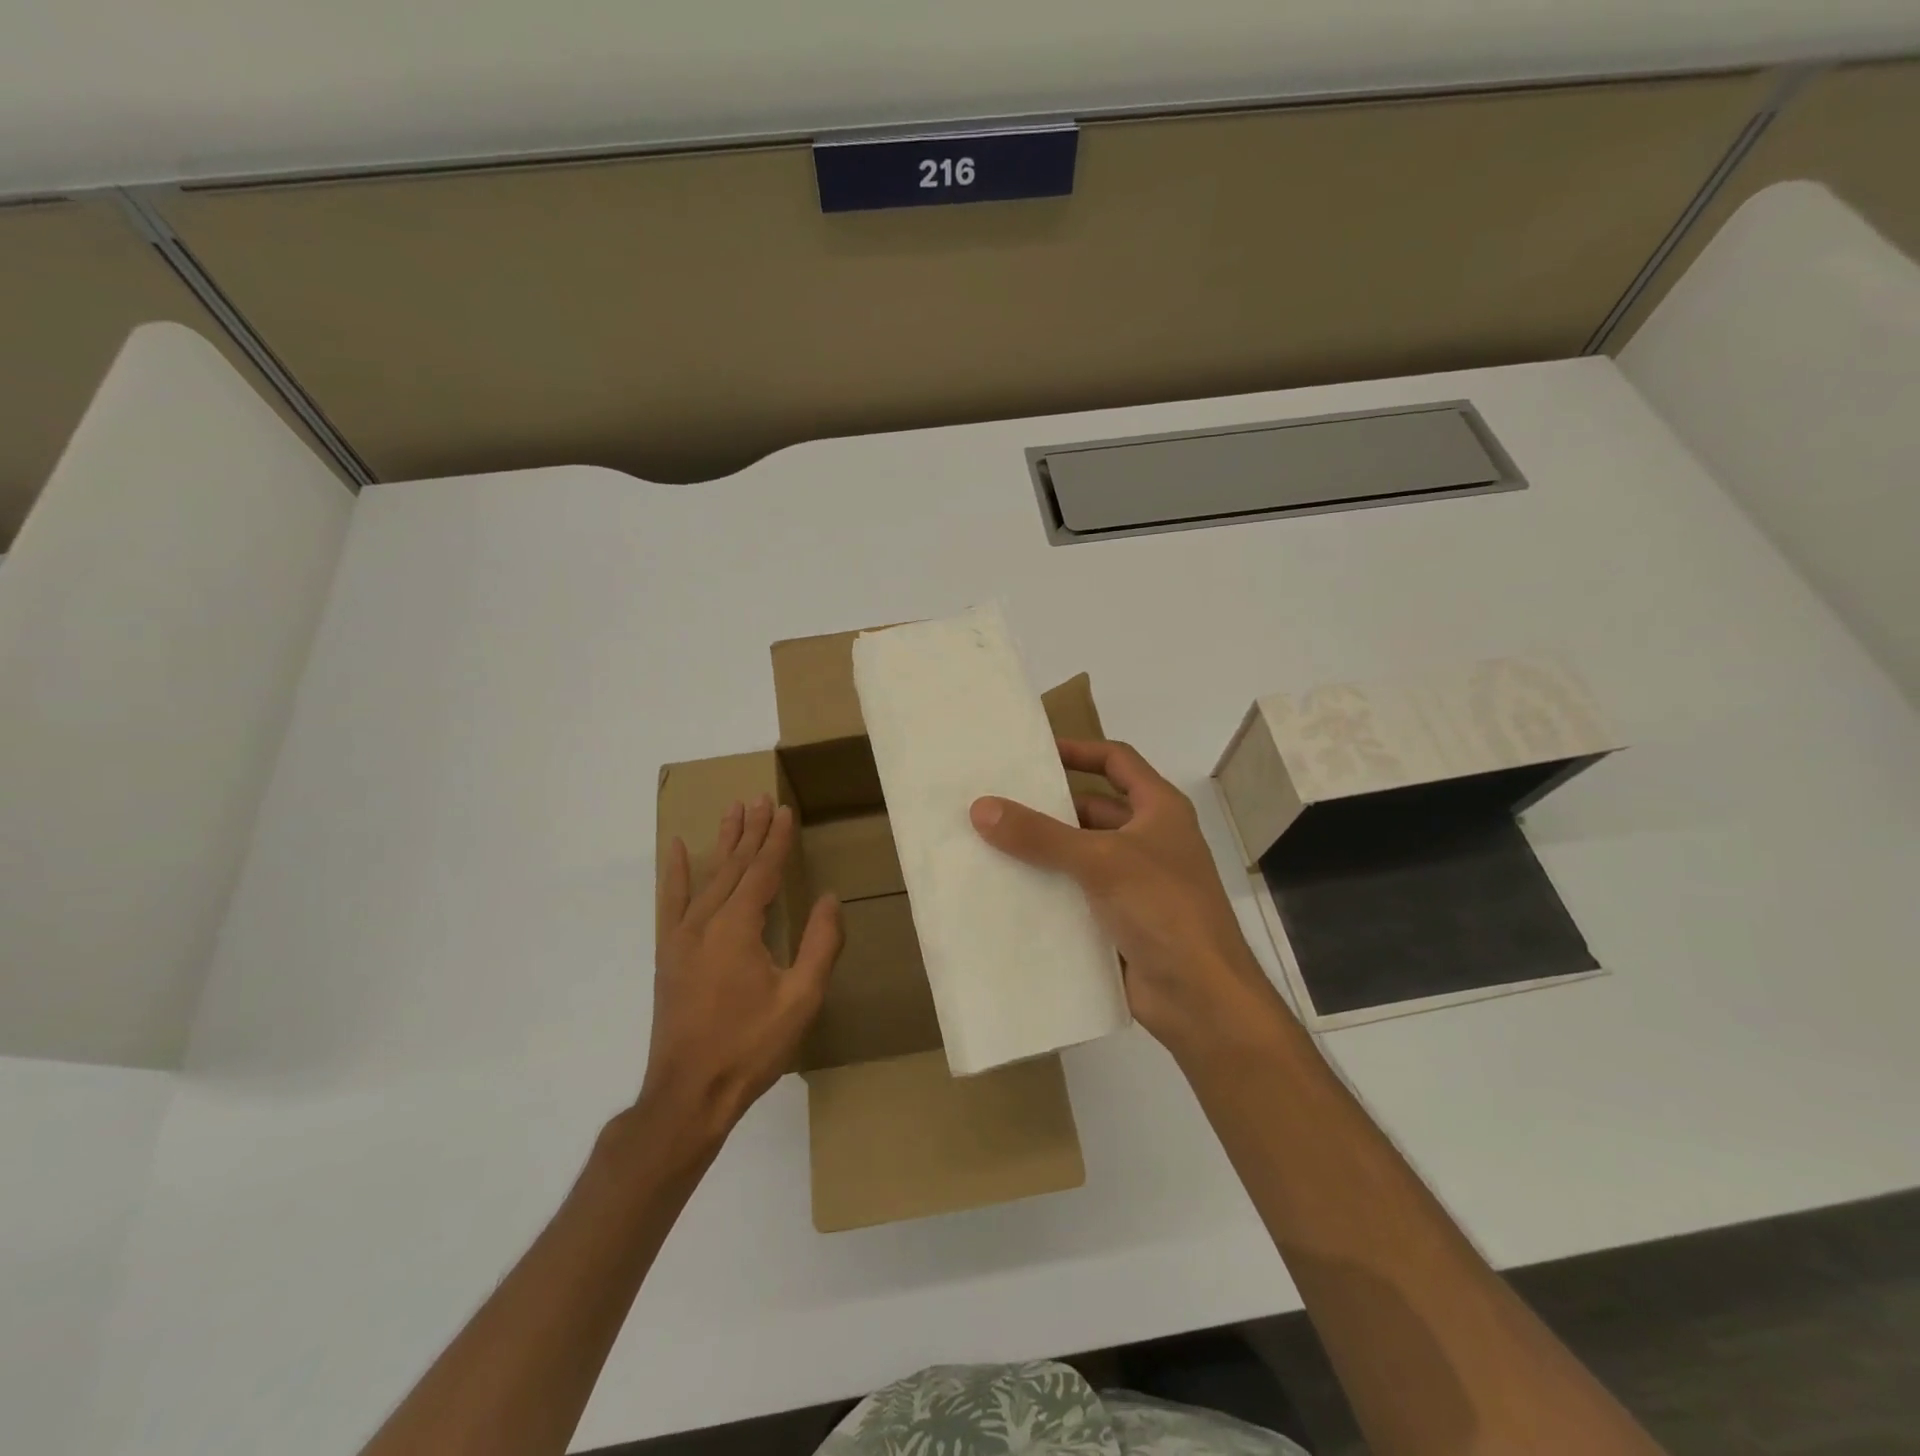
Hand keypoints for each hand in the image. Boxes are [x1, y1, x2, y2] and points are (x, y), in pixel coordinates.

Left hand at [646, 795, 842, 1140]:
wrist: (688, 1094)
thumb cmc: (750, 1047)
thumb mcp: (801, 999)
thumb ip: (820, 944)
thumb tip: (828, 898)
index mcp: (738, 927)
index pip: (762, 870)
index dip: (776, 839)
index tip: (785, 810)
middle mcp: (706, 921)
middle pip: (735, 865)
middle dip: (750, 830)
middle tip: (760, 797)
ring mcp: (682, 936)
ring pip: (708, 876)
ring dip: (724, 842)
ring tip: (733, 809)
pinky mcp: (669, 953)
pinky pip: (671, 901)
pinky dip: (675, 872)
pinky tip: (678, 848)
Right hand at [969, 739, 1288, 1059]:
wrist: (1201, 998)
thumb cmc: (1164, 909)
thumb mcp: (1101, 861)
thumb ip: (1041, 835)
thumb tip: (981, 807)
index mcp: (1159, 810)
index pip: (1117, 761)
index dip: (1079, 750)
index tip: (1034, 753)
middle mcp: (1148, 840)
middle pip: (1091, 811)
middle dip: (1048, 809)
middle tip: (994, 804)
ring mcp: (1134, 883)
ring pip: (1079, 856)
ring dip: (1042, 853)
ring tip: (986, 845)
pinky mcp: (1119, 920)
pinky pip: (1075, 895)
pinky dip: (1047, 891)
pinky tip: (1006, 892)